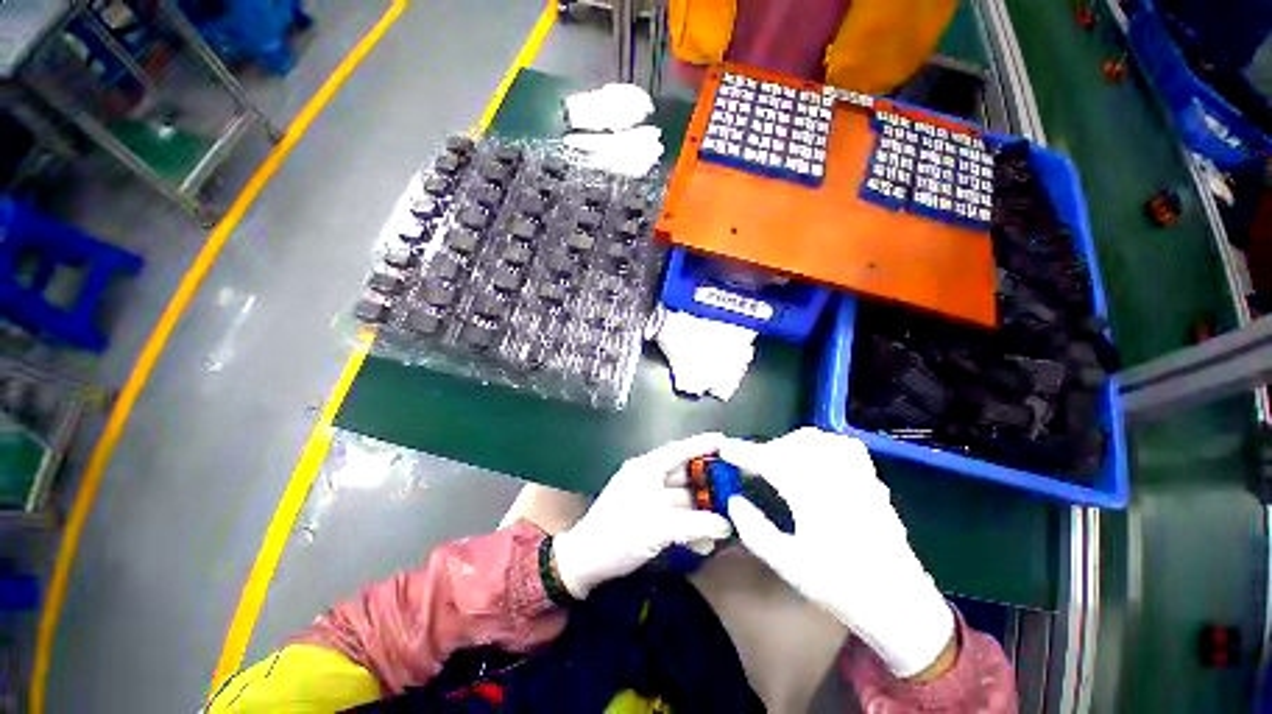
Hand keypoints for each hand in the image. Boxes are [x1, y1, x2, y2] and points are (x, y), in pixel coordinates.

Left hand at [553, 433, 733, 598]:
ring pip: (683, 495)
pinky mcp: (648, 515)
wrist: (585, 561)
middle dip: (709, 480)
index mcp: (647, 468)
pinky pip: (676, 513)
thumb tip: (726, 525)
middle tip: (735, 483)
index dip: (703, 444)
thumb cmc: (619, 534)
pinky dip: (691, 522)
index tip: (725, 440)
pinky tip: (708, 537)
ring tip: (729, 514)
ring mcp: (649, 496)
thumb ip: (695, 523)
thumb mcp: (659, 527)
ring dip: (703, 506)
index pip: (680, 450)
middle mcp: (649, 477)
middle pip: (685, 473)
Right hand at [720, 428, 955, 677]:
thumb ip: (753, 529)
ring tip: (777, 463)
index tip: (724, 449)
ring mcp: (856, 473)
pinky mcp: (870, 477)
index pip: (769, 460)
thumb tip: (733, 500)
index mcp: (813, 495)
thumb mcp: (787, 564)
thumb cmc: (840, 586)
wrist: (899, 601)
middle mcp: (835, 475)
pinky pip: (839, 444)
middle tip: (750, 467)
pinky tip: (812, 459)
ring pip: (815, 439)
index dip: (742, 452)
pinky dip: (817, 444)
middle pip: (790, 444)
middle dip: (765, 450)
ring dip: (788, 445)